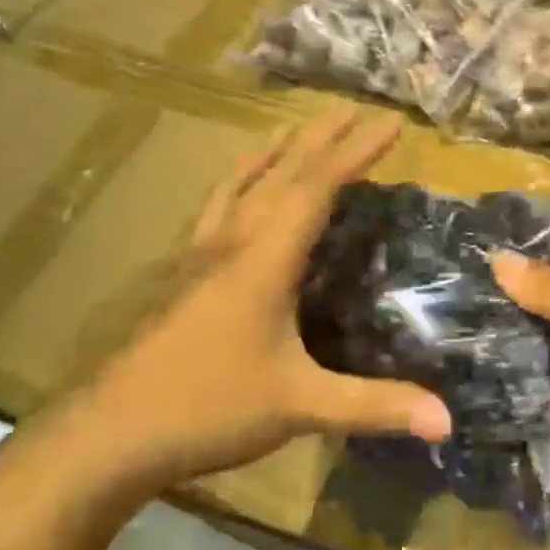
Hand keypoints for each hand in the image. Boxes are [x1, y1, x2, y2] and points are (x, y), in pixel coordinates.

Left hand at [35, 108, 451, 499]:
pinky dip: (236, 185)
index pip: (316, 188)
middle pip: (279, 175)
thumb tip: (448, 419)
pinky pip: (214, 211)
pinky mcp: (177, 278)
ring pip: (240, 187)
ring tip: (292, 128)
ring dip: (273, 153)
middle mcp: (230, 245)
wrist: (102, 439)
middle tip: (352, 109)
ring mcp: (197, 259)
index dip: (355, 152)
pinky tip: (234, 191)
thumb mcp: (299, 406)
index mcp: (263, 260)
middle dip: (321, 140)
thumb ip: (374, 405)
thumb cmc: (205, 409)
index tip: (389, 124)